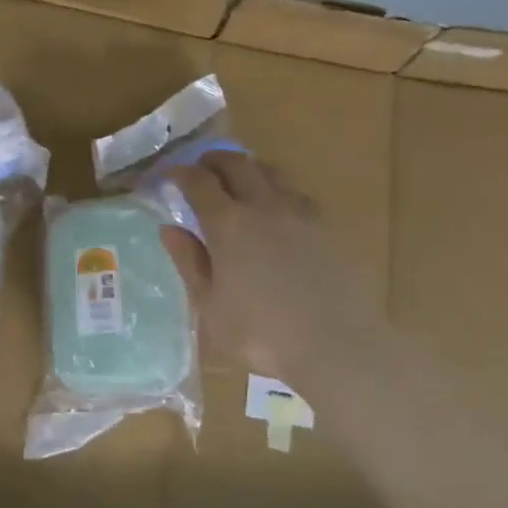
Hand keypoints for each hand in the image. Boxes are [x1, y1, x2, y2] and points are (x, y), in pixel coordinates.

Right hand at [161, 155, 388, 388]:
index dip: (181, 173)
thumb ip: (189, 262)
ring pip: (271, 172)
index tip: (169, 176)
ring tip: (239, 181)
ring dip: (248, 169)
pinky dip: (278, 190)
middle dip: (214, 160)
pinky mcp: (329, 227)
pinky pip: (297, 194)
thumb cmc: (261, 334)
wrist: (338, 346)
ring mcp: (301, 214)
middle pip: (237, 164)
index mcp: (228, 224)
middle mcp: (264, 207)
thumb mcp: (210, 306)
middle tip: (202, 169)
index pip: (199, 182)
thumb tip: (170, 229)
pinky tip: (278, 210)